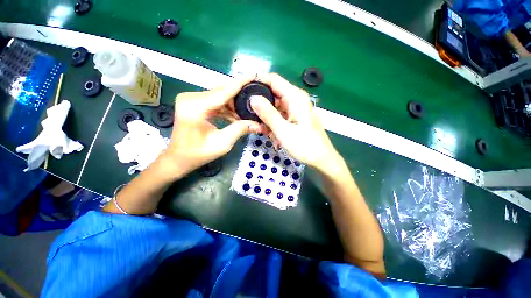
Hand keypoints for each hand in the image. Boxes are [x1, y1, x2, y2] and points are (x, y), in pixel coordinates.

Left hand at [163, 75, 261, 177]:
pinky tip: (237, 116)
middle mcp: (192, 97)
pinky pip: (215, 102)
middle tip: (257, 98)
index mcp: (196, 106)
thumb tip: (258, 124)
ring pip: (220, 96)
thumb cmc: (198, 154)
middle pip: (222, 91)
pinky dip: (227, 108)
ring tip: (248, 111)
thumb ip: (240, 130)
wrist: (178, 159)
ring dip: (234, 104)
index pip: (224, 90)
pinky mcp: (194, 104)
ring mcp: (192, 99)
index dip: (241, 82)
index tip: (255, 74)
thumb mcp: (222, 144)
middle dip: (240, 95)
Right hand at [250, 73, 341, 174]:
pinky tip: (273, 135)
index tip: (243, 89)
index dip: (257, 80)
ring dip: (266, 118)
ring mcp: (294, 109)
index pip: (273, 80)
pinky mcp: (293, 118)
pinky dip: (273, 124)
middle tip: (249, 116)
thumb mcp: (284, 131)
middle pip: (272, 94)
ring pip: (274, 107)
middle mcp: (295, 99)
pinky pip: (279, 116)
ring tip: (263, 131)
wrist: (321, 159)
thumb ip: (268, 114)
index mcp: (295, 97)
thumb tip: (252, 98)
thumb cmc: (305, 145)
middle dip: (260, 104)